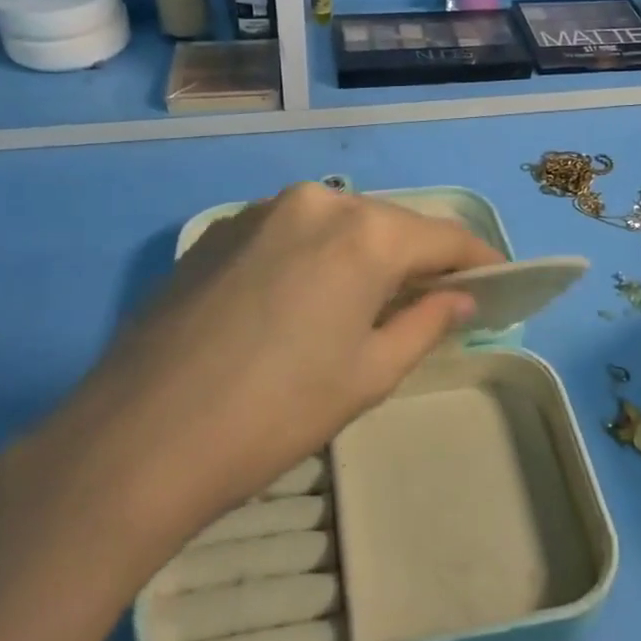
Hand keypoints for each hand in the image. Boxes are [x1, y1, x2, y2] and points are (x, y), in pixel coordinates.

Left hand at [24, 183, 502, 559]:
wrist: (138, 438)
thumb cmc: (277, 413)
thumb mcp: (369, 374)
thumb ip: (426, 322)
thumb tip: (461, 297)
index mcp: (363, 231)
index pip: (443, 235)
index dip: (479, 259)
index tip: (502, 282)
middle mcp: (314, 201)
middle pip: (388, 224)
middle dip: (419, 259)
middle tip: (437, 302)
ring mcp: (259, 211)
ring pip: (337, 226)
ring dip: (364, 257)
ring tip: (368, 306)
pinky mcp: (217, 232)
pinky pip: (290, 234)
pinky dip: (316, 258)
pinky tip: (304, 302)